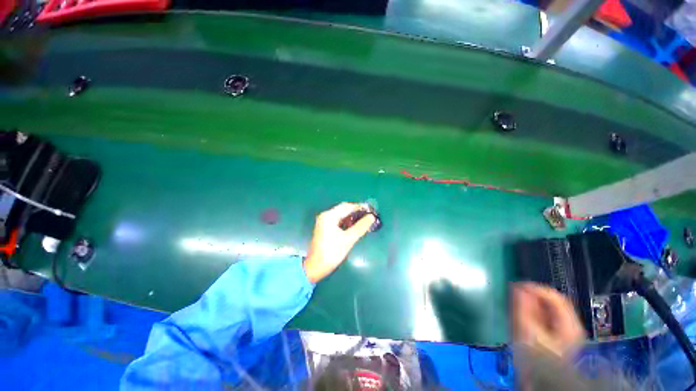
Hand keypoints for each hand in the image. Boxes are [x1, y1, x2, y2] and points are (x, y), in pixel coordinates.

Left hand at [303, 202, 375, 283]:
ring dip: (352, 217)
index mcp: (329, 216)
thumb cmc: (331, 252)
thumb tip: (371, 217)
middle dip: (356, 212)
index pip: (346, 206)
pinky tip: (355, 227)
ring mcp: (324, 222)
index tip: (371, 210)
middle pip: (343, 209)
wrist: (315, 267)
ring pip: (341, 216)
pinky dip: (347, 222)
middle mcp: (326, 216)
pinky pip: (338, 221)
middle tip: (369, 216)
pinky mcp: (325, 228)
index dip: (359, 207)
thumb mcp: (348, 239)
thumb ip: (361, 227)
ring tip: (364, 221)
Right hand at [511, 282, 585, 357]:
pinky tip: (523, 313)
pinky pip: (546, 315)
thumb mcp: (527, 331)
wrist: (539, 379)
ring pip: (548, 308)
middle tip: (514, 294)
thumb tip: (518, 288)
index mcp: (569, 325)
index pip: (555, 297)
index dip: (536, 288)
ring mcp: (565, 330)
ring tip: (516, 302)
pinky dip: (533, 311)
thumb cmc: (534, 356)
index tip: (517, 285)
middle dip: (532, 296)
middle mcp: (571, 325)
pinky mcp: (557, 333)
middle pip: (552, 302)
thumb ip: (523, 308)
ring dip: (531, 303)